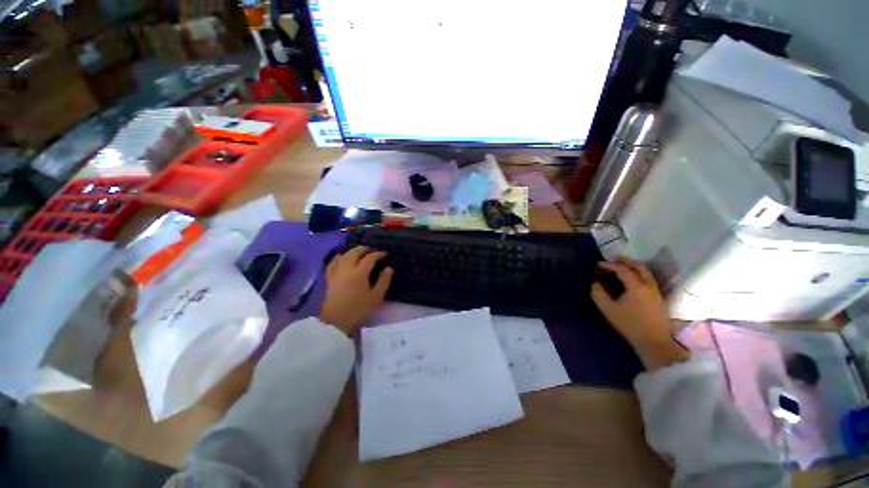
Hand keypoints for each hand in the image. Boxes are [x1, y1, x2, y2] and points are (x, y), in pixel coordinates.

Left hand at [319, 246, 392, 334]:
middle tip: (373, 250)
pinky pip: (333, 263)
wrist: (335, 322)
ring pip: (344, 255)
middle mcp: (347, 268)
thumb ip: (383, 281)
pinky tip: (341, 257)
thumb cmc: (358, 310)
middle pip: (355, 252)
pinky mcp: (329, 278)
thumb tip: (388, 268)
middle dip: (365, 249)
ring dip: (353, 251)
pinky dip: (339, 257)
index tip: (385, 253)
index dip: (378, 254)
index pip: (370, 257)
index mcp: (360, 272)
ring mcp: (336, 272)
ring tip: (359, 252)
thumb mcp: (376, 297)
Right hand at [591, 258, 687, 369]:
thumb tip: (596, 283)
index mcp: (636, 286)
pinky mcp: (658, 296)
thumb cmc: (630, 325)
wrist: (654, 342)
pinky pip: (648, 278)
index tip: (599, 264)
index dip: (609, 265)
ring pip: (645, 271)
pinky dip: (638, 273)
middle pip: (638, 266)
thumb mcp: (608, 309)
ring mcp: (656, 290)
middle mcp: (648, 284)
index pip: (623, 269)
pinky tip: (630, 279)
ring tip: (620, 268)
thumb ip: (598, 294)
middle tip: (611, 260)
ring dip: (632, 266)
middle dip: (624, 261)